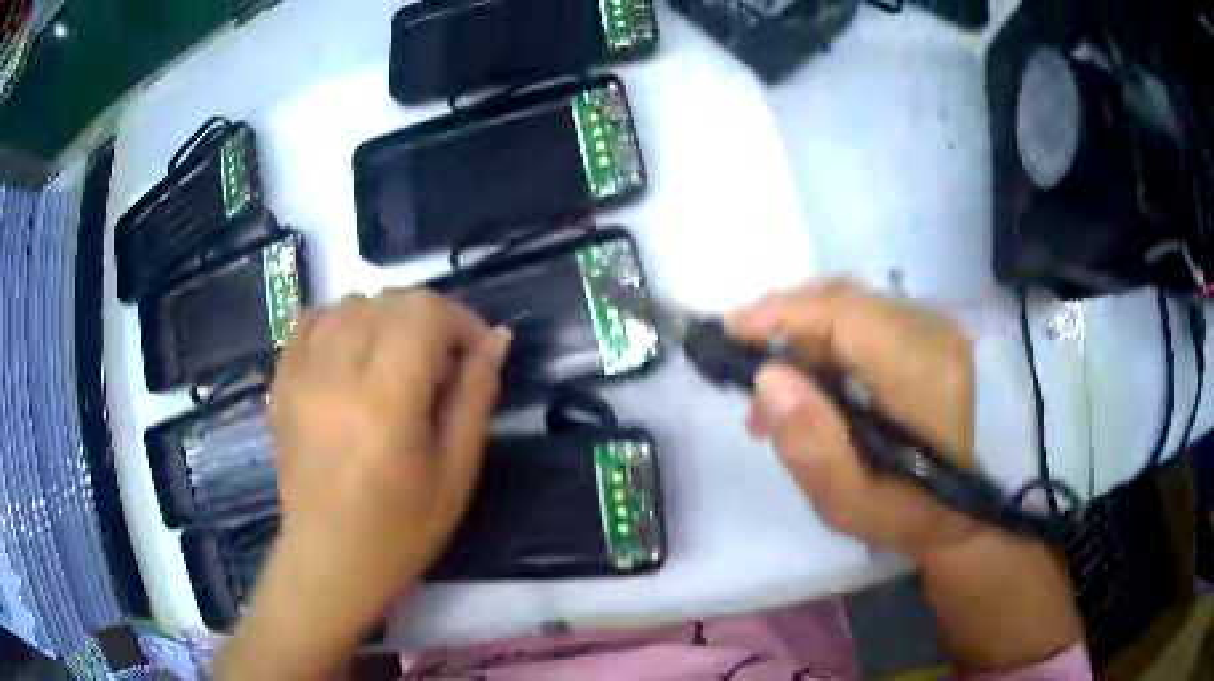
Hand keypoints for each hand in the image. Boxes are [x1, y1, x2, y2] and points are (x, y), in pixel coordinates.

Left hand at [269, 290, 510, 609]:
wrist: (329, 557)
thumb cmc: (401, 528)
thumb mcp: (456, 471)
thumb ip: (476, 397)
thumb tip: (497, 338)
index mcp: (387, 398)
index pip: (424, 312)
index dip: (460, 320)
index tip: (474, 354)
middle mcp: (338, 371)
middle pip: (388, 300)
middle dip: (427, 319)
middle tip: (441, 363)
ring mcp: (302, 372)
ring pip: (349, 303)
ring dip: (384, 318)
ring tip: (397, 360)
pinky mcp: (282, 381)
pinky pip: (310, 320)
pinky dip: (339, 322)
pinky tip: (352, 353)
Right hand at [727, 279, 980, 556]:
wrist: (955, 507)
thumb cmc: (904, 514)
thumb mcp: (850, 504)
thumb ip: (812, 448)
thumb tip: (768, 378)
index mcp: (924, 375)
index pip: (847, 314)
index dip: (784, 313)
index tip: (730, 331)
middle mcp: (933, 333)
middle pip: (842, 299)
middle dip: (784, 323)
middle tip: (743, 366)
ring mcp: (933, 326)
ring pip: (848, 303)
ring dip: (800, 335)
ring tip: (771, 390)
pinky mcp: (925, 329)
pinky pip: (861, 315)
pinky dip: (823, 339)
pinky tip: (806, 380)